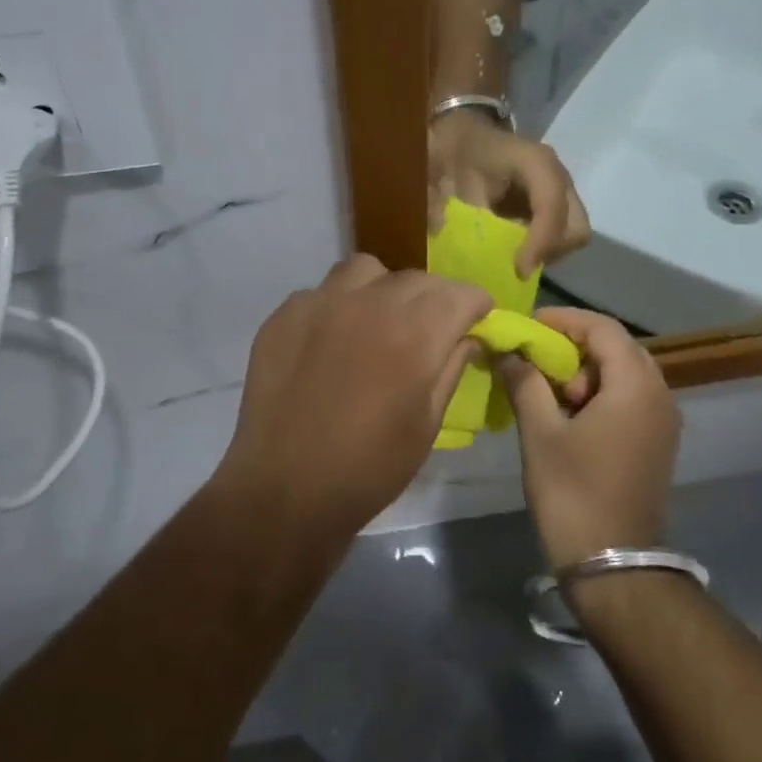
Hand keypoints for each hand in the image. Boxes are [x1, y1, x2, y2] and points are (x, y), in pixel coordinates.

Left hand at [222, 256, 491, 529]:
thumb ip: (450, 368)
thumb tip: (467, 337)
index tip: (477, 321)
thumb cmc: (369, 468)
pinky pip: (322, 292)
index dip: (475, 305)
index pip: (460, 293)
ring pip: (365, 271)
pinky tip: (332, 341)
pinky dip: (338, 306)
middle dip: (434, 299)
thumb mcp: (427, 424)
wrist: (285, 490)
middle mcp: (368, 303)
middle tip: (431, 329)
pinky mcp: (284, 315)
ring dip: (383, 290)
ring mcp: (320, 303)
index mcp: (414, 332)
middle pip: (416, 279)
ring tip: (378, 322)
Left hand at [428, 110, 589, 277]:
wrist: (464, 138)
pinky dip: (542, 250)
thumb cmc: (456, 151)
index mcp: (533, 161)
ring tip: (513, 258)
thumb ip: (438, 200)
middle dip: (548, 251)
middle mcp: (556, 176)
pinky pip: (561, 238)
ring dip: (546, 253)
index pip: (551, 204)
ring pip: (572, 236)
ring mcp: (560, 192)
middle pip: (575, 227)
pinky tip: (514, 250)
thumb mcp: (442, 172)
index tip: (518, 269)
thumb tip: (440, 230)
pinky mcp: (556, 207)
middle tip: (516, 265)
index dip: (541, 241)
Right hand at [497, 308, 680, 568]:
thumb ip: (524, 382)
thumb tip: (508, 352)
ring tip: (549, 391)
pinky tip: (569, 415)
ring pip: (624, 374)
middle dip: (574, 347)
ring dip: (586, 372)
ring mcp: (663, 422)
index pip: (603, 329)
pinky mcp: (657, 444)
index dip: (564, 320)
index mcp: (635, 386)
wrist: (614, 565)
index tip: (529, 327)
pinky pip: (630, 399)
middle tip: (537, 360)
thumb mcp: (540, 432)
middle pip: (617, 348)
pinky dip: (599, 394)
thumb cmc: (573, 493)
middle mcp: (659, 395)